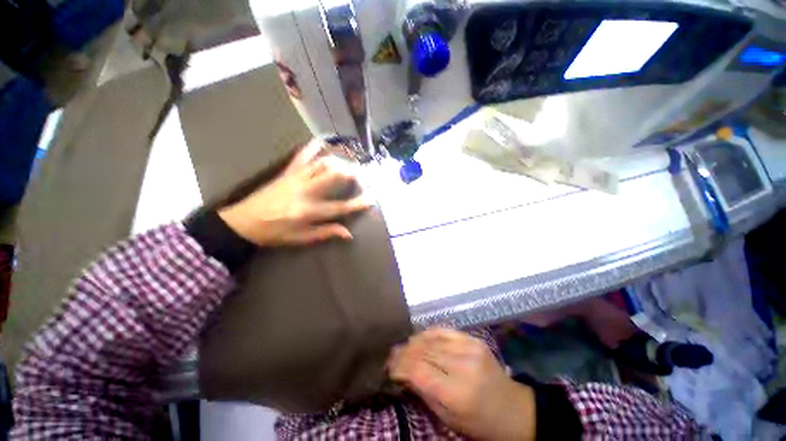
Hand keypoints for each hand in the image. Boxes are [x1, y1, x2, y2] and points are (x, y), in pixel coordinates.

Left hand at [218, 139, 370, 246]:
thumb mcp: (301, 238)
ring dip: (339, 161)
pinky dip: (313, 146)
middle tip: (362, 175)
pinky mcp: (288, 172)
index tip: (371, 199)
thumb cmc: (275, 233)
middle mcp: (306, 192)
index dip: (358, 204)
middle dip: (352, 173)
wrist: (243, 221)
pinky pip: (302, 155)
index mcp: (309, 211)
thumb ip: (326, 233)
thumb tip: (349, 234)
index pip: (340, 207)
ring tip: (349, 164)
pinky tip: (323, 141)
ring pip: (322, 164)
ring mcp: (296, 178)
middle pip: (334, 177)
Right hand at [388, 328, 535, 440]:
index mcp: (457, 393)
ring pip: (432, 339)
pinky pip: (445, 330)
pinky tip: (420, 337)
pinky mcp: (474, 339)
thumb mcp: (449, 419)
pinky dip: (429, 333)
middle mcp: (463, 366)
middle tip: (392, 354)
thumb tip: (403, 373)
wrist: (514, 410)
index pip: (419, 371)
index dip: (400, 366)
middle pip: (424, 352)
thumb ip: (424, 392)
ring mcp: (470, 348)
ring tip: (404, 346)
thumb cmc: (479, 423)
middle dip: (404, 352)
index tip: (389, 366)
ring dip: (414, 341)